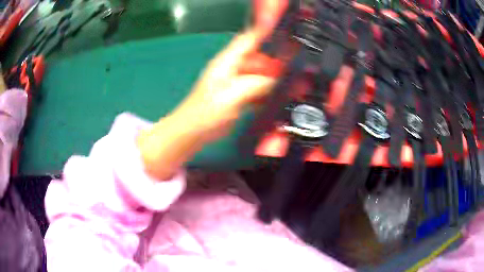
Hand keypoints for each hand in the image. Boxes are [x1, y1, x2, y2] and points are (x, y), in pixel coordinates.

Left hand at [173, 28, 275, 142]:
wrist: (195, 131)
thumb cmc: (206, 112)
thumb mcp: (233, 95)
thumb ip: (256, 84)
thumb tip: (275, 82)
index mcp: (227, 62)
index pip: (248, 39)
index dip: (265, 33)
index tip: (282, 37)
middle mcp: (232, 69)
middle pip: (257, 57)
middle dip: (274, 62)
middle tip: (289, 70)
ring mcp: (235, 82)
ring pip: (259, 74)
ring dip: (272, 78)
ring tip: (286, 85)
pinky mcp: (238, 96)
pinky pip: (256, 88)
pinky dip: (266, 91)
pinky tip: (274, 97)